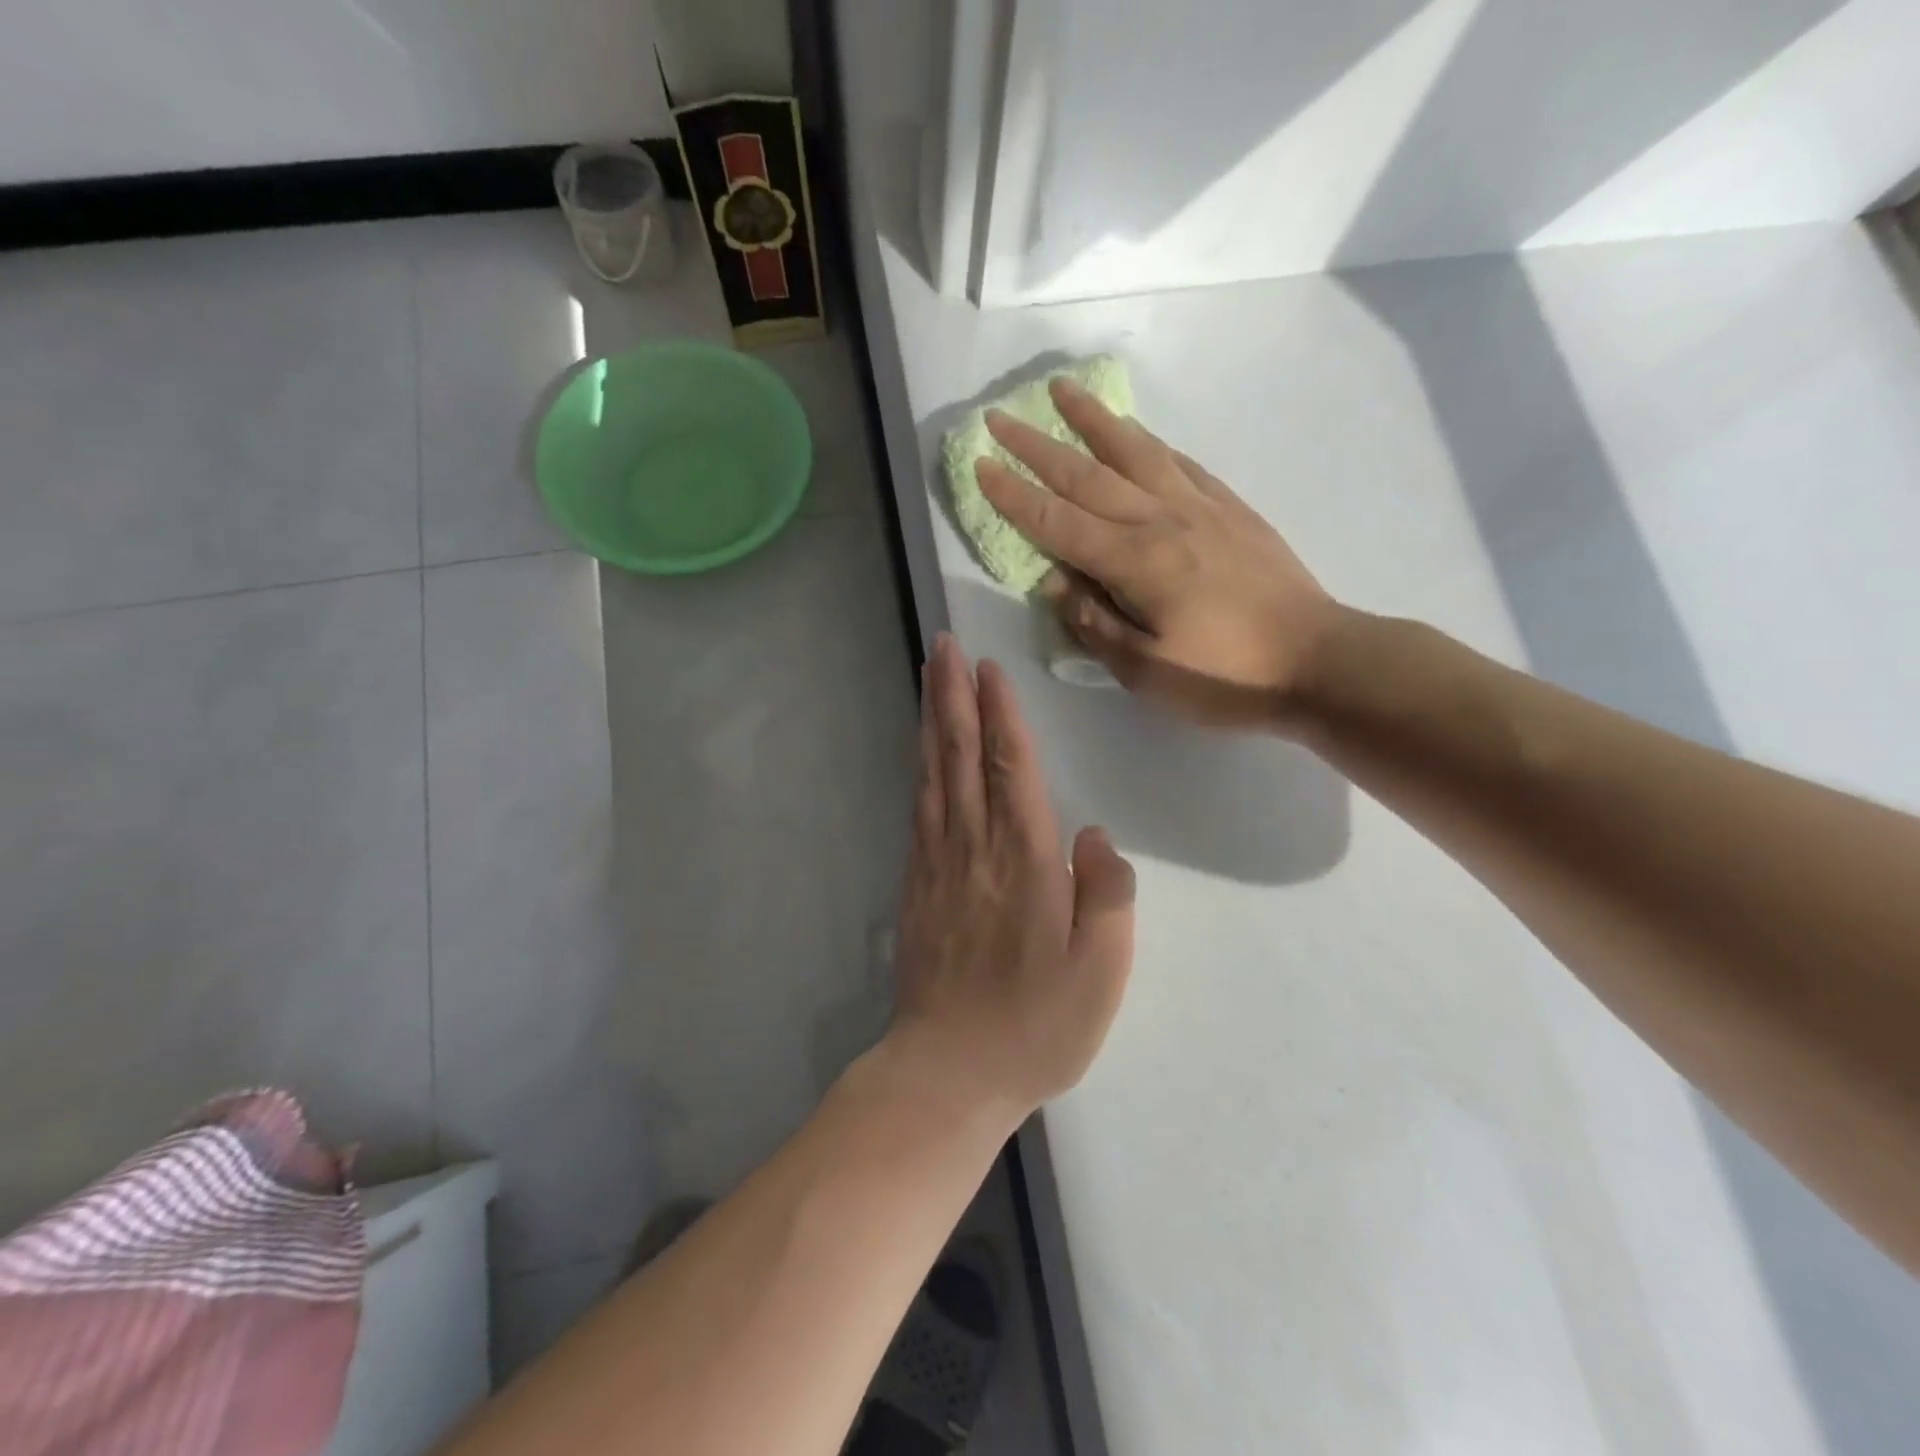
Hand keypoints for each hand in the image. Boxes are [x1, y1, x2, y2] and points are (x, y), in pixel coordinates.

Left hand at [888, 634, 1135, 1120]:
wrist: (949, 1069)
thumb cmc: (1037, 1023)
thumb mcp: (1101, 970)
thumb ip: (1107, 893)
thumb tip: (1094, 835)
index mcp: (1024, 859)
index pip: (1009, 767)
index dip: (999, 713)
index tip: (989, 668)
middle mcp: (975, 847)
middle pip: (960, 755)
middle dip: (952, 695)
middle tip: (943, 645)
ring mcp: (938, 864)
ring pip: (932, 774)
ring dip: (930, 720)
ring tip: (928, 677)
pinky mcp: (916, 885)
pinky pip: (918, 809)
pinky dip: (919, 769)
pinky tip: (920, 752)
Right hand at [976, 377, 1342, 732]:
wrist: (1319, 660)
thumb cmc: (1227, 677)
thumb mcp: (1148, 671)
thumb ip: (1095, 624)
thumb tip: (1054, 584)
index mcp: (1135, 562)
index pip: (1058, 522)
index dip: (1014, 496)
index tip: (980, 466)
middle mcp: (1161, 521)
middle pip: (1087, 476)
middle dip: (1036, 446)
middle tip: (999, 417)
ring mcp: (1199, 508)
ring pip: (1135, 452)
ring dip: (1094, 420)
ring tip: (1063, 389)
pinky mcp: (1230, 509)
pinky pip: (1180, 462)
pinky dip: (1150, 442)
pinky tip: (1135, 432)